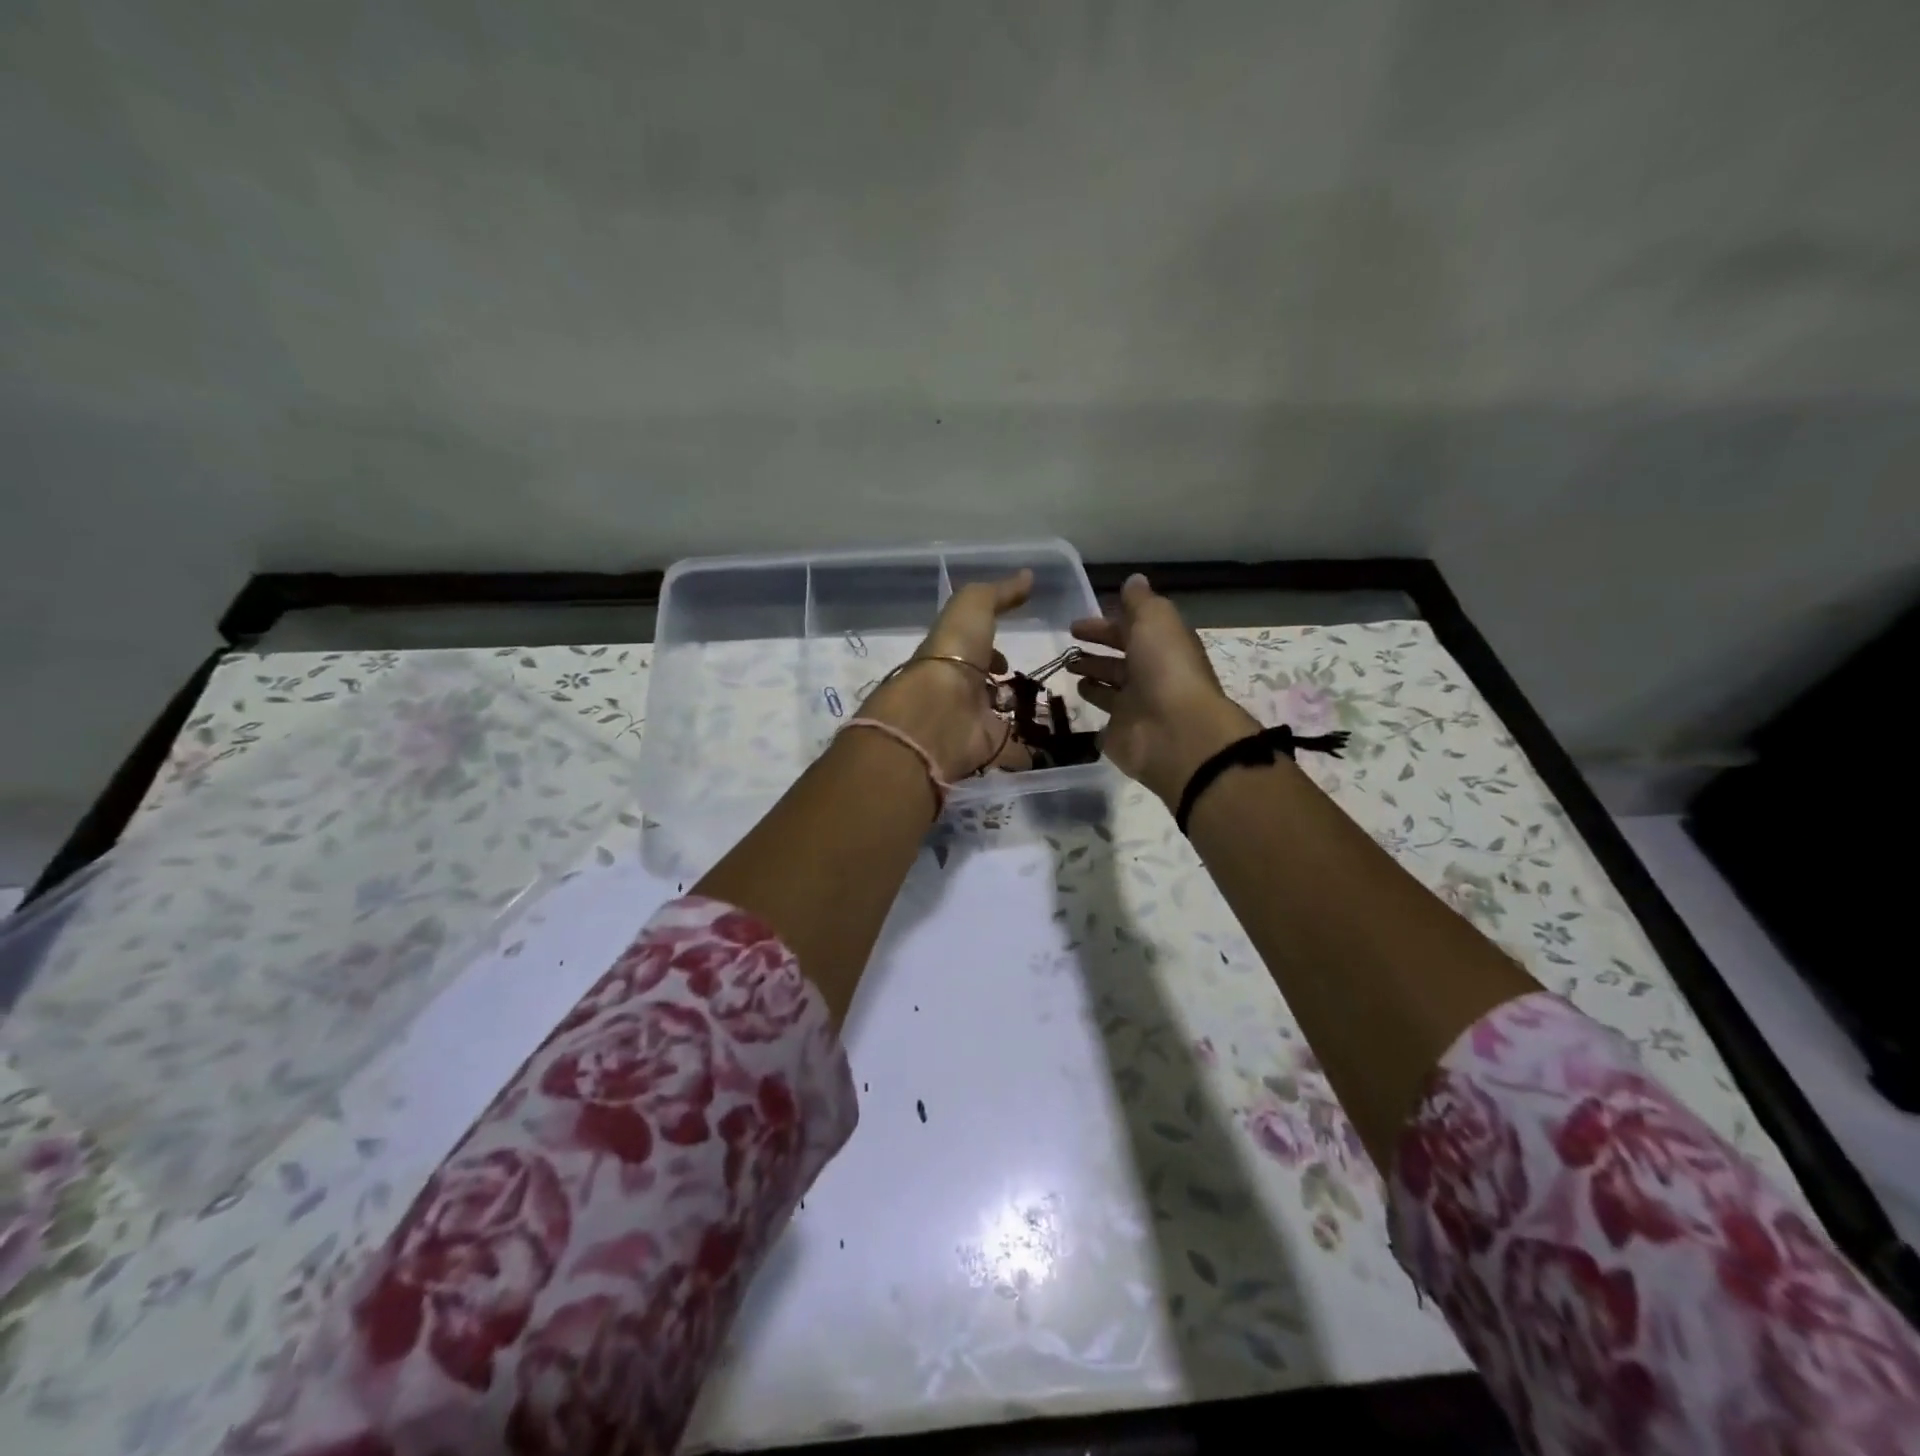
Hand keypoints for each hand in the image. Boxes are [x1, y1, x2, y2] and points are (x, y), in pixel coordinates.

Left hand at [859, 569, 1034, 780]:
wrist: (938, 713)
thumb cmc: (953, 654)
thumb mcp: (973, 607)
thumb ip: (999, 593)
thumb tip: (1028, 576)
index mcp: (951, 656)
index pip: (973, 652)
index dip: (991, 651)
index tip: (1008, 655)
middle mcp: (958, 690)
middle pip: (983, 687)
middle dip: (1002, 686)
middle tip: (1031, 686)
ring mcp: (970, 723)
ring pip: (996, 719)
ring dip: (1015, 717)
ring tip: (1049, 714)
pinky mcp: (986, 750)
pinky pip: (1011, 751)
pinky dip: (1027, 752)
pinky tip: (1050, 748)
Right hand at [1068, 573, 1258, 804]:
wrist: (1174, 732)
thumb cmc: (1165, 669)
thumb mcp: (1154, 621)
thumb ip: (1140, 602)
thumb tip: (1133, 580)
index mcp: (1162, 646)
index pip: (1130, 630)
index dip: (1104, 625)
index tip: (1075, 625)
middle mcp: (1150, 674)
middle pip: (1119, 658)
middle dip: (1095, 650)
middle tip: (1066, 647)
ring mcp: (1136, 705)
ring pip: (1110, 685)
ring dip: (1092, 674)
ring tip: (1066, 669)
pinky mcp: (1121, 731)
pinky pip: (1104, 714)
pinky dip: (1092, 704)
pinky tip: (1072, 698)